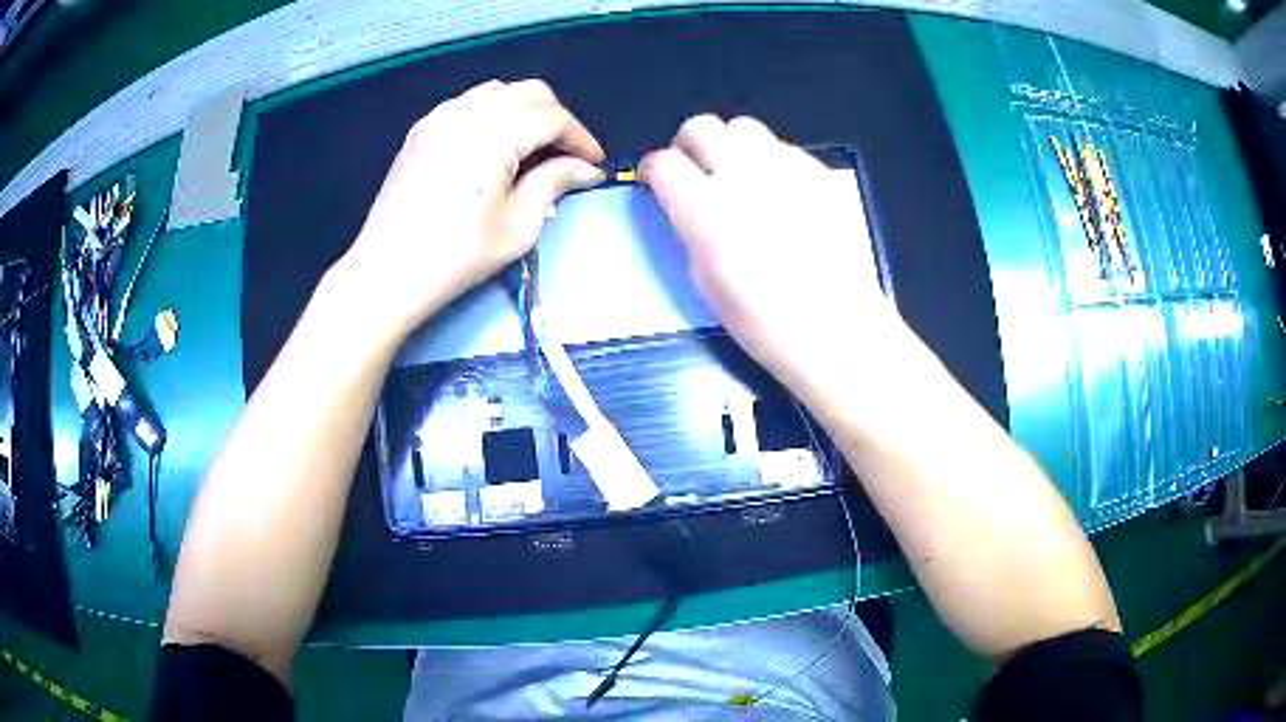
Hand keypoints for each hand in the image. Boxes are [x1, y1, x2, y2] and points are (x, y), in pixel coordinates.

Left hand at [338, 79, 605, 340]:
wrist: (388, 270)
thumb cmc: (457, 254)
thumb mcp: (518, 224)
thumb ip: (554, 183)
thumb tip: (585, 169)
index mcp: (496, 131)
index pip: (554, 117)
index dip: (581, 138)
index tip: (594, 164)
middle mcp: (469, 111)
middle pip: (530, 92)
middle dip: (557, 119)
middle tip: (566, 155)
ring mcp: (440, 116)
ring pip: (499, 92)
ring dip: (525, 112)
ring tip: (531, 148)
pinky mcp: (422, 130)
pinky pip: (469, 104)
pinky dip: (492, 114)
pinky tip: (493, 147)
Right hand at [640, 115, 898, 400]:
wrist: (839, 328)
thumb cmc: (766, 323)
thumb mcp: (705, 282)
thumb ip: (689, 230)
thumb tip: (685, 205)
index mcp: (707, 211)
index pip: (663, 163)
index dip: (653, 170)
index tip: (656, 182)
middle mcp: (743, 176)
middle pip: (701, 127)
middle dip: (688, 146)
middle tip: (694, 172)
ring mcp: (785, 169)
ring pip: (742, 127)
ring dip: (729, 145)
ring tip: (737, 176)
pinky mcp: (817, 172)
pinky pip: (781, 146)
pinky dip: (767, 159)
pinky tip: (776, 191)